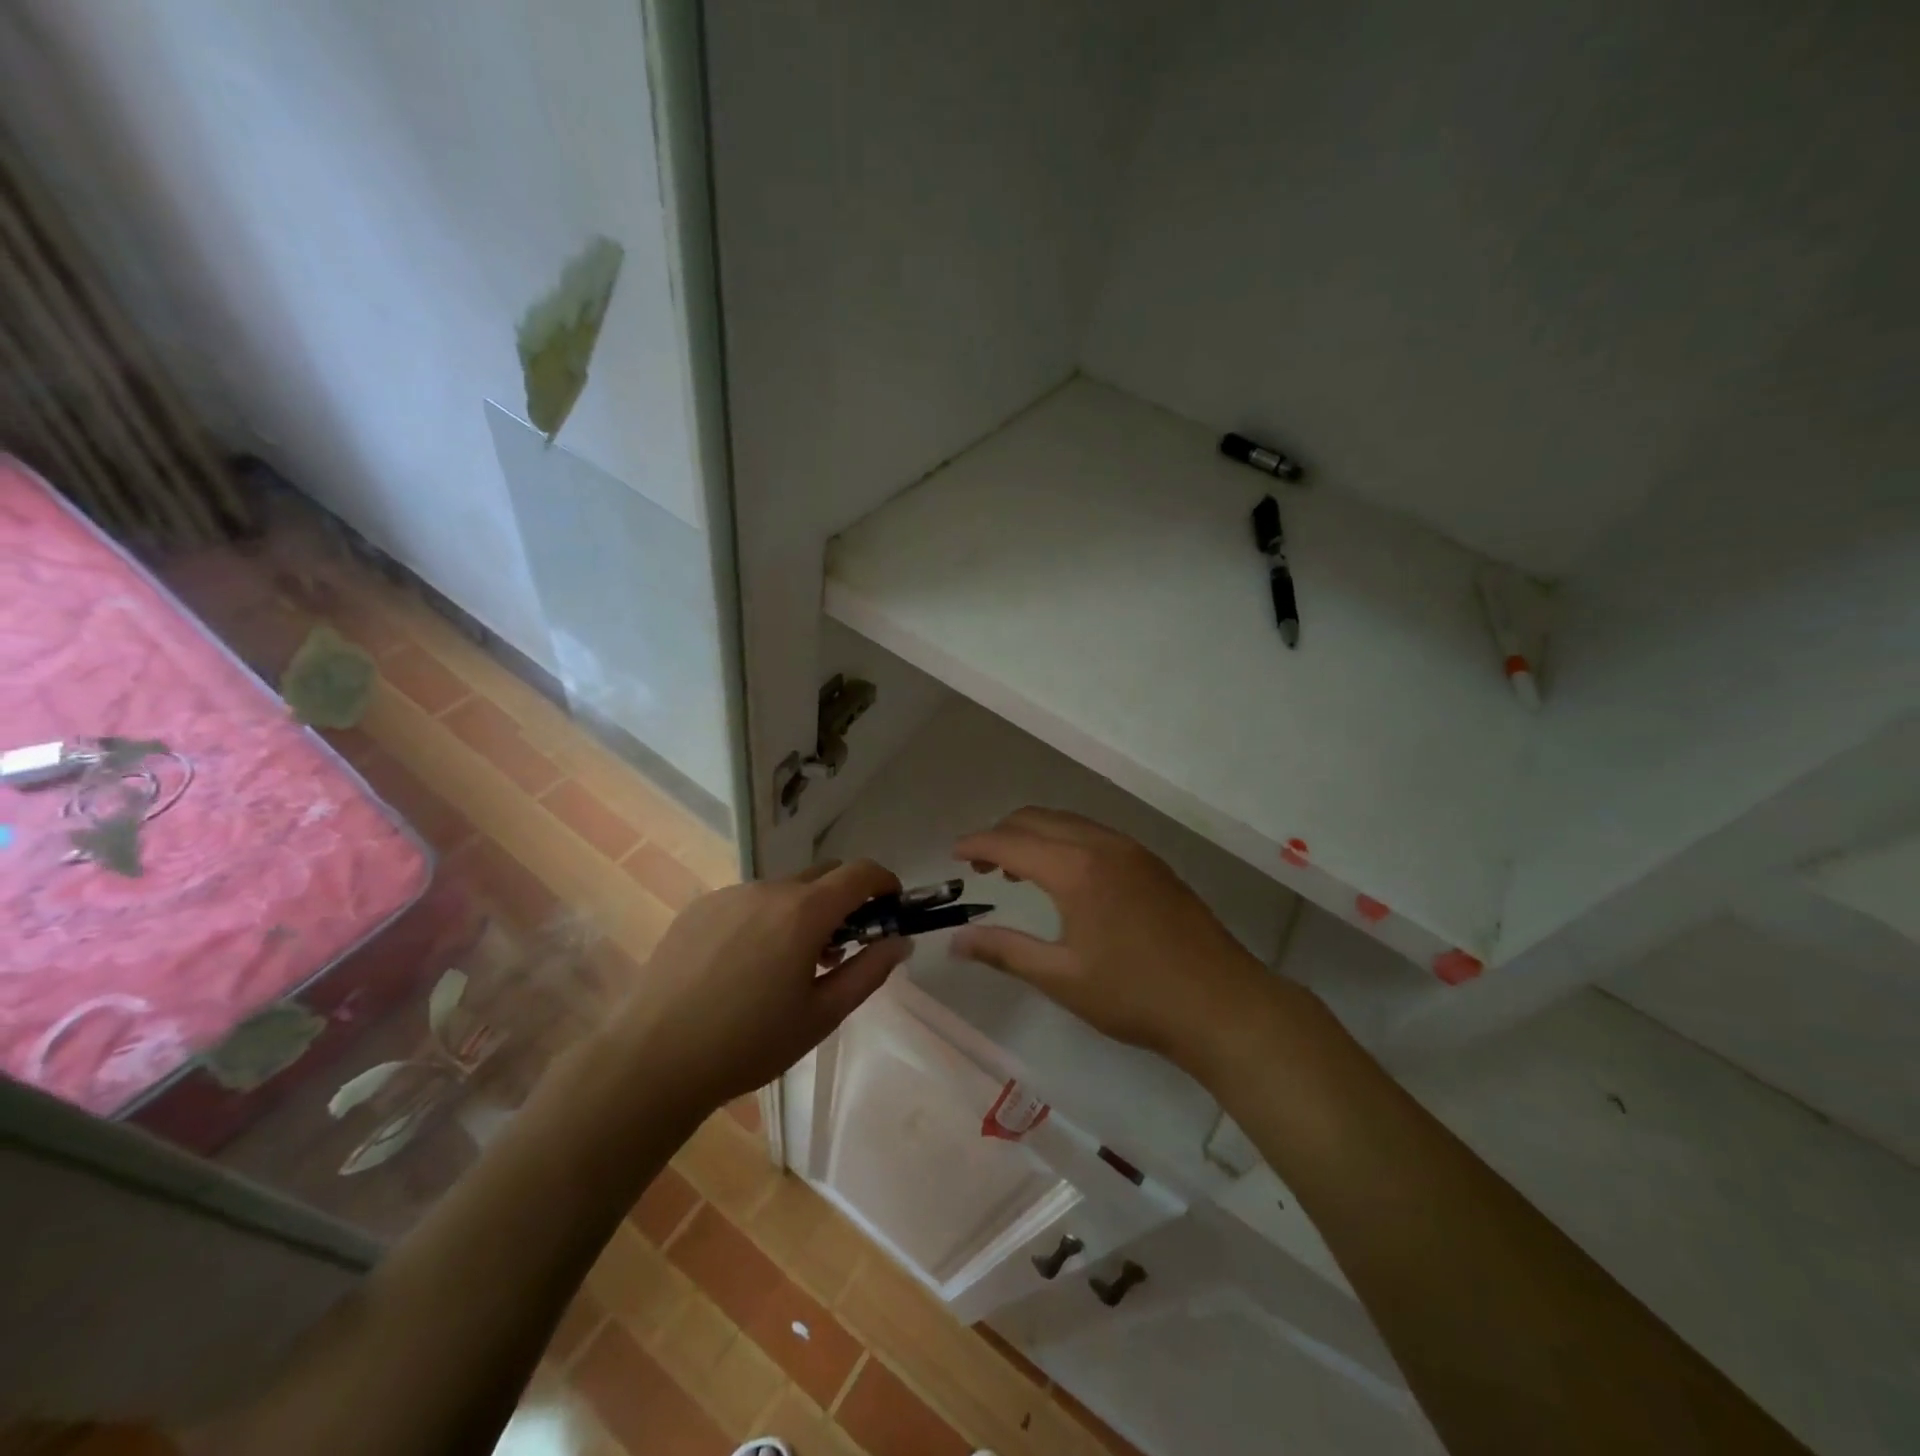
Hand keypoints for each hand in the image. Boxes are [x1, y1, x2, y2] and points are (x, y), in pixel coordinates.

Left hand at [604, 860, 911, 1109]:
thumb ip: (869, 972)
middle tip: (839, 947)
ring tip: (784, 965)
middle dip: (842, 900)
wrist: (653, 1058)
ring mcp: (729, 894)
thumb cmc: (748, 1044)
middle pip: (822, 876)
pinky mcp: (698, 907)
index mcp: (804, 912)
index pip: (860, 873)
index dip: (883, 881)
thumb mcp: (821, 1016)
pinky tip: (741, 966)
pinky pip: (746, 901)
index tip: (890, 905)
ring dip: (799, 912)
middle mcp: (768, 890)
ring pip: (782, 890)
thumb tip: (900, 942)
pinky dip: (762, 920)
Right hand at [952, 808, 1280, 1072]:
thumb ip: (1004, 952)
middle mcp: (1101, 844)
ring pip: (1068, 822)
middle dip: (1002, 833)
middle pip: (1037, 819)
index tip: (953, 854)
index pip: (1010, 841)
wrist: (1221, 1003)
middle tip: (980, 865)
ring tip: (1016, 872)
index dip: (976, 843)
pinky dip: (1065, 842)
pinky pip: (1094, 834)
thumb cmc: (1134, 994)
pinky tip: (1066, 878)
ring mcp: (1131, 849)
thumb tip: (956, 941)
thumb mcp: (1061, 978)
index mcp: (1075, 868)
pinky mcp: (1151, 862)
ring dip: (1035, 836)